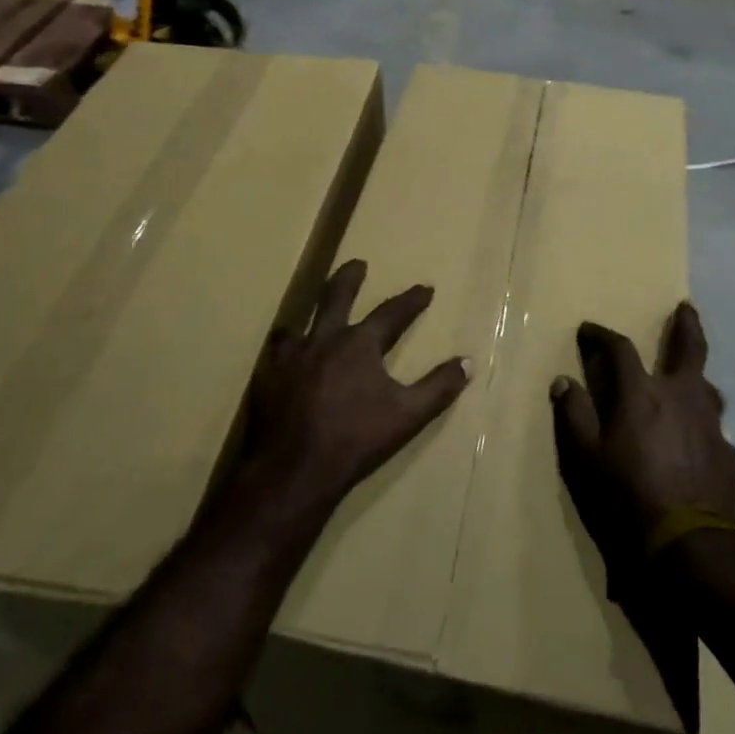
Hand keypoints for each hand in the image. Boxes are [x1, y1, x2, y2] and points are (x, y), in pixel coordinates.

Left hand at [235, 260, 471, 525]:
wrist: (294, 469)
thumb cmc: (356, 440)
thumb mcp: (408, 415)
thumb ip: (438, 387)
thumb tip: (468, 362)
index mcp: (359, 345)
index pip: (391, 313)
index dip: (411, 301)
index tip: (425, 288)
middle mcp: (323, 341)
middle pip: (336, 297)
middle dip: (349, 278)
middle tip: (357, 264)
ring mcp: (290, 358)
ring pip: (300, 323)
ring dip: (311, 316)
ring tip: (312, 316)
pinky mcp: (266, 378)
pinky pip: (276, 352)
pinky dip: (285, 348)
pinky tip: (285, 356)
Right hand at [551, 302, 734, 585]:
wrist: (688, 546)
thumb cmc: (627, 496)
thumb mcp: (586, 458)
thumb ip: (574, 415)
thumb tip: (563, 381)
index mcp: (643, 394)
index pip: (620, 349)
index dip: (602, 336)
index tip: (589, 330)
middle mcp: (683, 397)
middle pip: (689, 348)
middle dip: (686, 325)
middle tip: (685, 308)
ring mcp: (712, 425)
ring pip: (708, 387)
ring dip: (696, 377)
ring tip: (689, 380)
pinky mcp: (729, 454)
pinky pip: (713, 429)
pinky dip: (700, 426)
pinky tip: (695, 444)